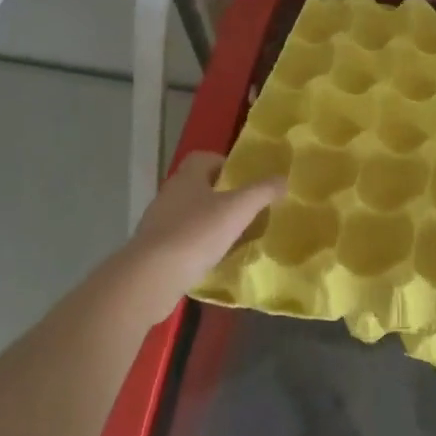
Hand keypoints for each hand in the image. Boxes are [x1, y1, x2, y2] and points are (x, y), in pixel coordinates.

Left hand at [126, 151, 284, 293]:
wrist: (152, 276)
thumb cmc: (197, 233)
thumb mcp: (239, 209)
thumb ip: (262, 191)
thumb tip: (283, 179)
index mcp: (187, 178)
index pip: (203, 158)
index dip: (224, 165)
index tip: (243, 181)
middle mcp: (169, 195)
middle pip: (197, 187)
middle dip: (221, 196)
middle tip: (245, 210)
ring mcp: (158, 223)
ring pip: (189, 215)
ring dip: (209, 223)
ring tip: (233, 238)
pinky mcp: (154, 250)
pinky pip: (181, 240)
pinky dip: (198, 246)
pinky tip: (213, 260)